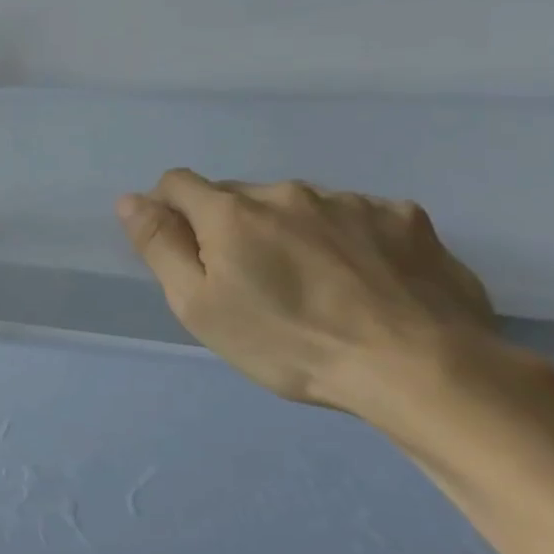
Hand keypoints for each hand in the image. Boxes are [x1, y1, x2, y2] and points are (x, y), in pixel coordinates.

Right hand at [117, 170, 502, 418]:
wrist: (424, 370)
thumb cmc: (291, 344)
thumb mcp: (201, 307)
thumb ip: (160, 247)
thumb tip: (130, 199)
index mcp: (231, 212)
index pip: (177, 183)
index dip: (169, 209)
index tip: (183, 248)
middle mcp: (285, 192)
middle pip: (239, 196)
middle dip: (233, 226)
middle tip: (254, 281)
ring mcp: (350, 201)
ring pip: (299, 206)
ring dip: (292, 231)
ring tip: (318, 286)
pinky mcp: (406, 218)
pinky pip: (358, 217)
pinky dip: (350, 240)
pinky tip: (369, 282)